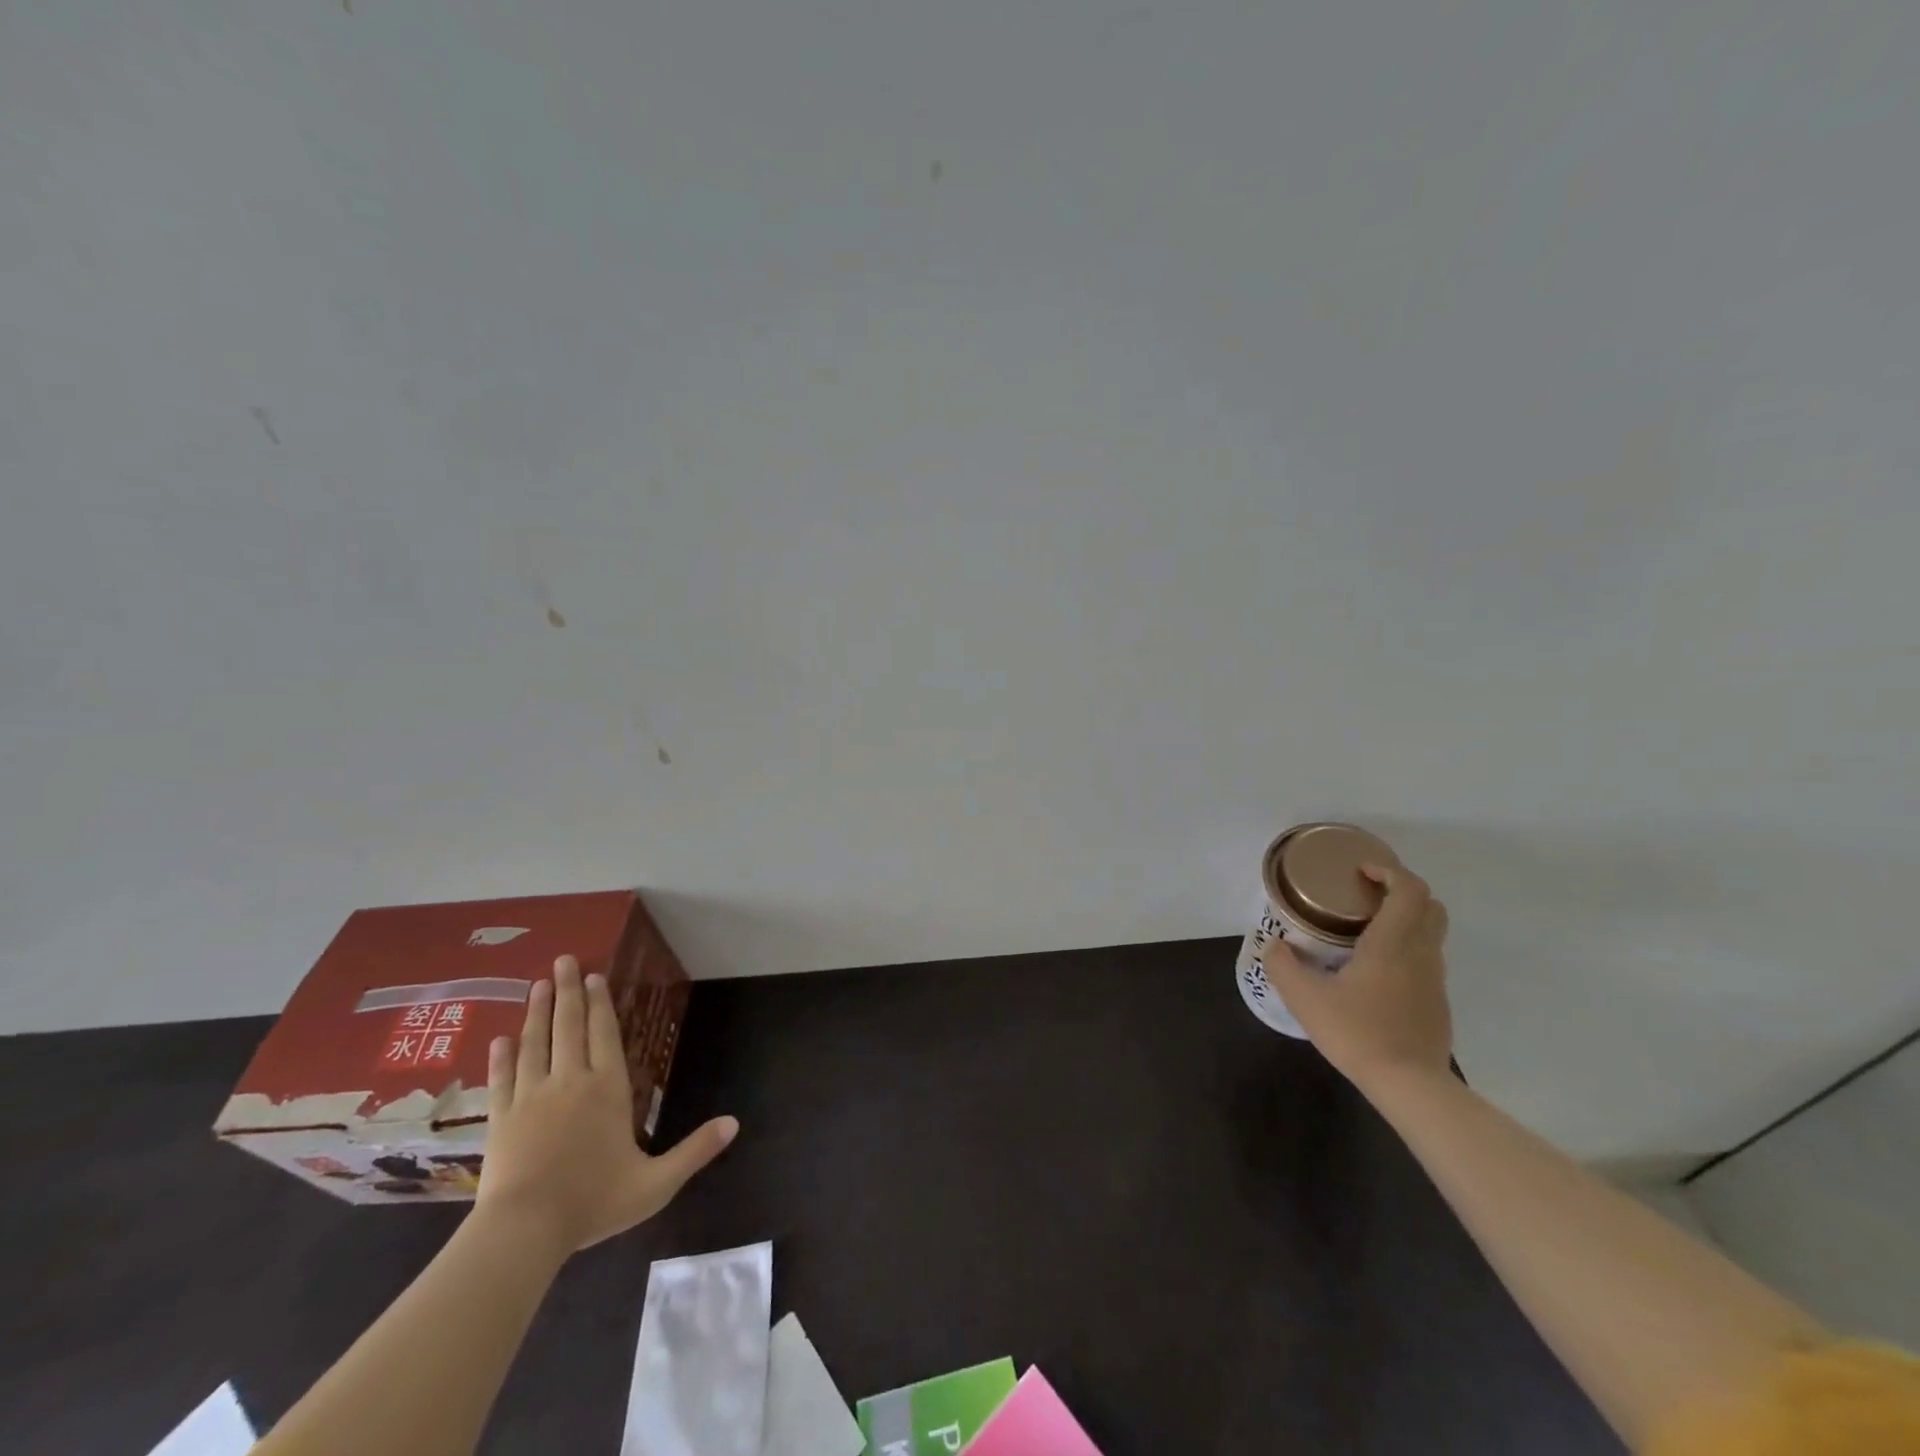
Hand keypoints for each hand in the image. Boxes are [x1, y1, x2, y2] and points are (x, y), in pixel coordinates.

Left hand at [476, 955, 736, 1254]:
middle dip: (567, 992)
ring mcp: (531, 1097)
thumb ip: (695, 1151)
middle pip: (569, 1027)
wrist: (524, 1232)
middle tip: (562, 960)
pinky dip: (501, 1057)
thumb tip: (735, 1123)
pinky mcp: (500, 1119)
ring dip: (536, 1012)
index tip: (594, 975)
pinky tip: (499, 1039)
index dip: (600, 1002)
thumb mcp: (656, 1182)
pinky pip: (502, 1079)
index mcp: (608, 1089)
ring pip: (535, 1044)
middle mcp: (570, 1081)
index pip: (604, 1034)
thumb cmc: (593, 1202)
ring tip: (536, 985)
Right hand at [1267, 862, 1452, 1089]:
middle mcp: (1421, 954)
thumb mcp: (1305, 999)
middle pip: (1431, 906)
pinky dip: (1406, 949)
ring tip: (1365, 931)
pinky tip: (1374, 971)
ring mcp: (1434, 980)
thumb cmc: (1358, 1033)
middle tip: (1366, 895)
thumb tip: (1273, 945)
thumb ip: (1283, 965)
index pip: (1410, 889)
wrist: (1410, 1086)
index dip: (1389, 871)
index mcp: (1392, 943)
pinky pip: (1426, 960)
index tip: (1360, 872)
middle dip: (1402, 891)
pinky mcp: (1437, 1003)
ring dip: (1405, 920)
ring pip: (1431, 934)